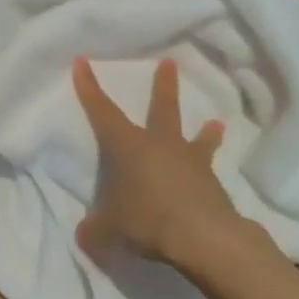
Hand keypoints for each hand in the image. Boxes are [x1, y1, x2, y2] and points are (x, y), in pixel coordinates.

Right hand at [73, 55, 255, 266]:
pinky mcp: (214, 185)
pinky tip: (215, 180)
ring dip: (204, 132)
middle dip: (163, 85)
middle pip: (162, 108)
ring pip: (196, 138)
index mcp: (127, 146)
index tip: (82, 61)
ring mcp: (190, 162)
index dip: (90, 87)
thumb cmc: (146, 221)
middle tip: (170, 62)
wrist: (203, 238)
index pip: (102, 111)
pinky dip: (209, 173)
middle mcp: (159, 145)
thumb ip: (95, 229)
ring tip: (215, 123)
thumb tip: (84, 235)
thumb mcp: (108, 230)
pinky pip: (209, 172)